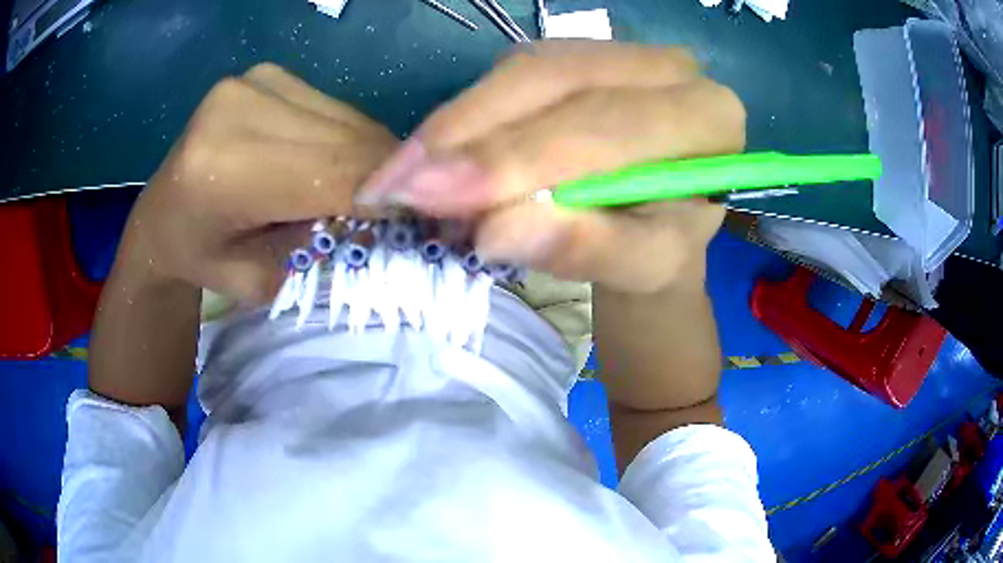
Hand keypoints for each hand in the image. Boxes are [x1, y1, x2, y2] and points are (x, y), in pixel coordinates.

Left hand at [123, 63, 397, 301]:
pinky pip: (334, 108)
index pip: (334, 173)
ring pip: (347, 120)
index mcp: (224, 168)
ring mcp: (254, 82)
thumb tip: (391, 209)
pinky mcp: (267, 73)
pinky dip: (348, 138)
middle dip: (386, 176)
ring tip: (366, 188)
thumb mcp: (263, 280)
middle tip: (404, 207)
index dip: (388, 194)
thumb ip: (322, 244)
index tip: (426, 217)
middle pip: (346, 140)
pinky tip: (336, 161)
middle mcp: (239, 108)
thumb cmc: (202, 258)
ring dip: (369, 156)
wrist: (161, 216)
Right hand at [356, 42, 743, 293]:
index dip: (517, 157)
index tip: (434, 196)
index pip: (607, 124)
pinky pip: (511, 76)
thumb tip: (495, 230)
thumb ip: (584, 248)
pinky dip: (463, 117)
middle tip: (398, 185)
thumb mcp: (641, 266)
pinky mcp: (576, 59)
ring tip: (398, 175)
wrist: (662, 225)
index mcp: (707, 118)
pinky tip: (427, 152)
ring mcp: (617, 55)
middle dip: (469, 135)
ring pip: (523, 71)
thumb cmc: (662, 249)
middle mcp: (667, 70)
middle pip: (555, 81)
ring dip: (454, 124)